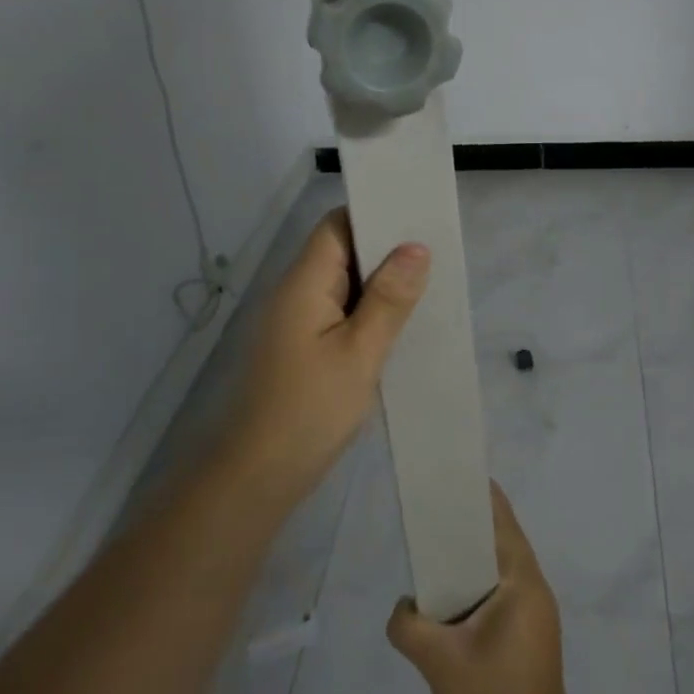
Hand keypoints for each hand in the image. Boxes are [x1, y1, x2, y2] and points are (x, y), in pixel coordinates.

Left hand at [224, 209, 429, 506]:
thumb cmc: (310, 410)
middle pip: (341, 250)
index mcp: (303, 282)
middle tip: (435, 255)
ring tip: (427, 286)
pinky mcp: (301, 347)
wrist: (258, 477)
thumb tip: (416, 247)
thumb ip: (388, 299)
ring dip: (379, 284)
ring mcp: (296, 321)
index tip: (418, 219)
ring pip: (343, 283)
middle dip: (385, 251)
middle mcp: (295, 292)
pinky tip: (397, 325)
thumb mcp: (360, 353)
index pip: (337, 226)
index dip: (374, 216)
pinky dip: (367, 311)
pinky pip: (338, 312)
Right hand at [386, 484, 578, 693]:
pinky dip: (476, 582)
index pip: (501, 520)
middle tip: (431, 509)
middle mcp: (533, 587)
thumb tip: (403, 606)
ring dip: (471, 557)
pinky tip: (449, 596)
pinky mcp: (529, 632)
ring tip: (434, 549)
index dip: (478, 494)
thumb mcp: (439, 661)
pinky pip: (500, 590)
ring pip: (499, 567)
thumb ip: (408, 624)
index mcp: (522, 581)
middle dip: (468, 523)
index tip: (451, 475)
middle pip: (500, 539)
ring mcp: (534, 612)